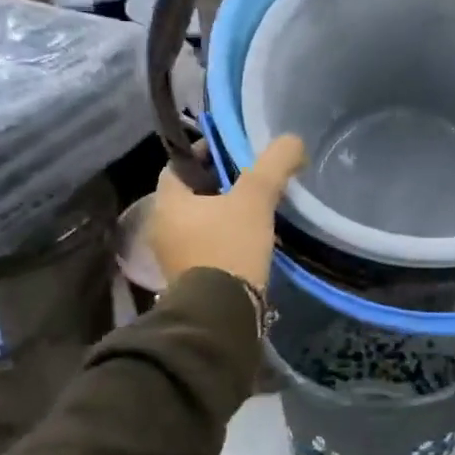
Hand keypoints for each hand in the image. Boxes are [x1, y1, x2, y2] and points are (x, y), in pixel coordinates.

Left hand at [149, 135, 304, 292]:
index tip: (232, 152)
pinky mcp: (189, 281)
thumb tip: (292, 140)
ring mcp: (173, 258)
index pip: (178, 165)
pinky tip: (251, 242)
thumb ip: (273, 165)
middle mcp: (162, 228)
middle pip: (191, 196)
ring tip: (256, 211)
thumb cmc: (229, 246)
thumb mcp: (255, 198)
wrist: (221, 314)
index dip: (204, 154)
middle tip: (251, 180)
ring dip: (223, 216)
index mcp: (167, 202)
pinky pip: (206, 249)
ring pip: (200, 224)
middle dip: (218, 186)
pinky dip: (225, 240)